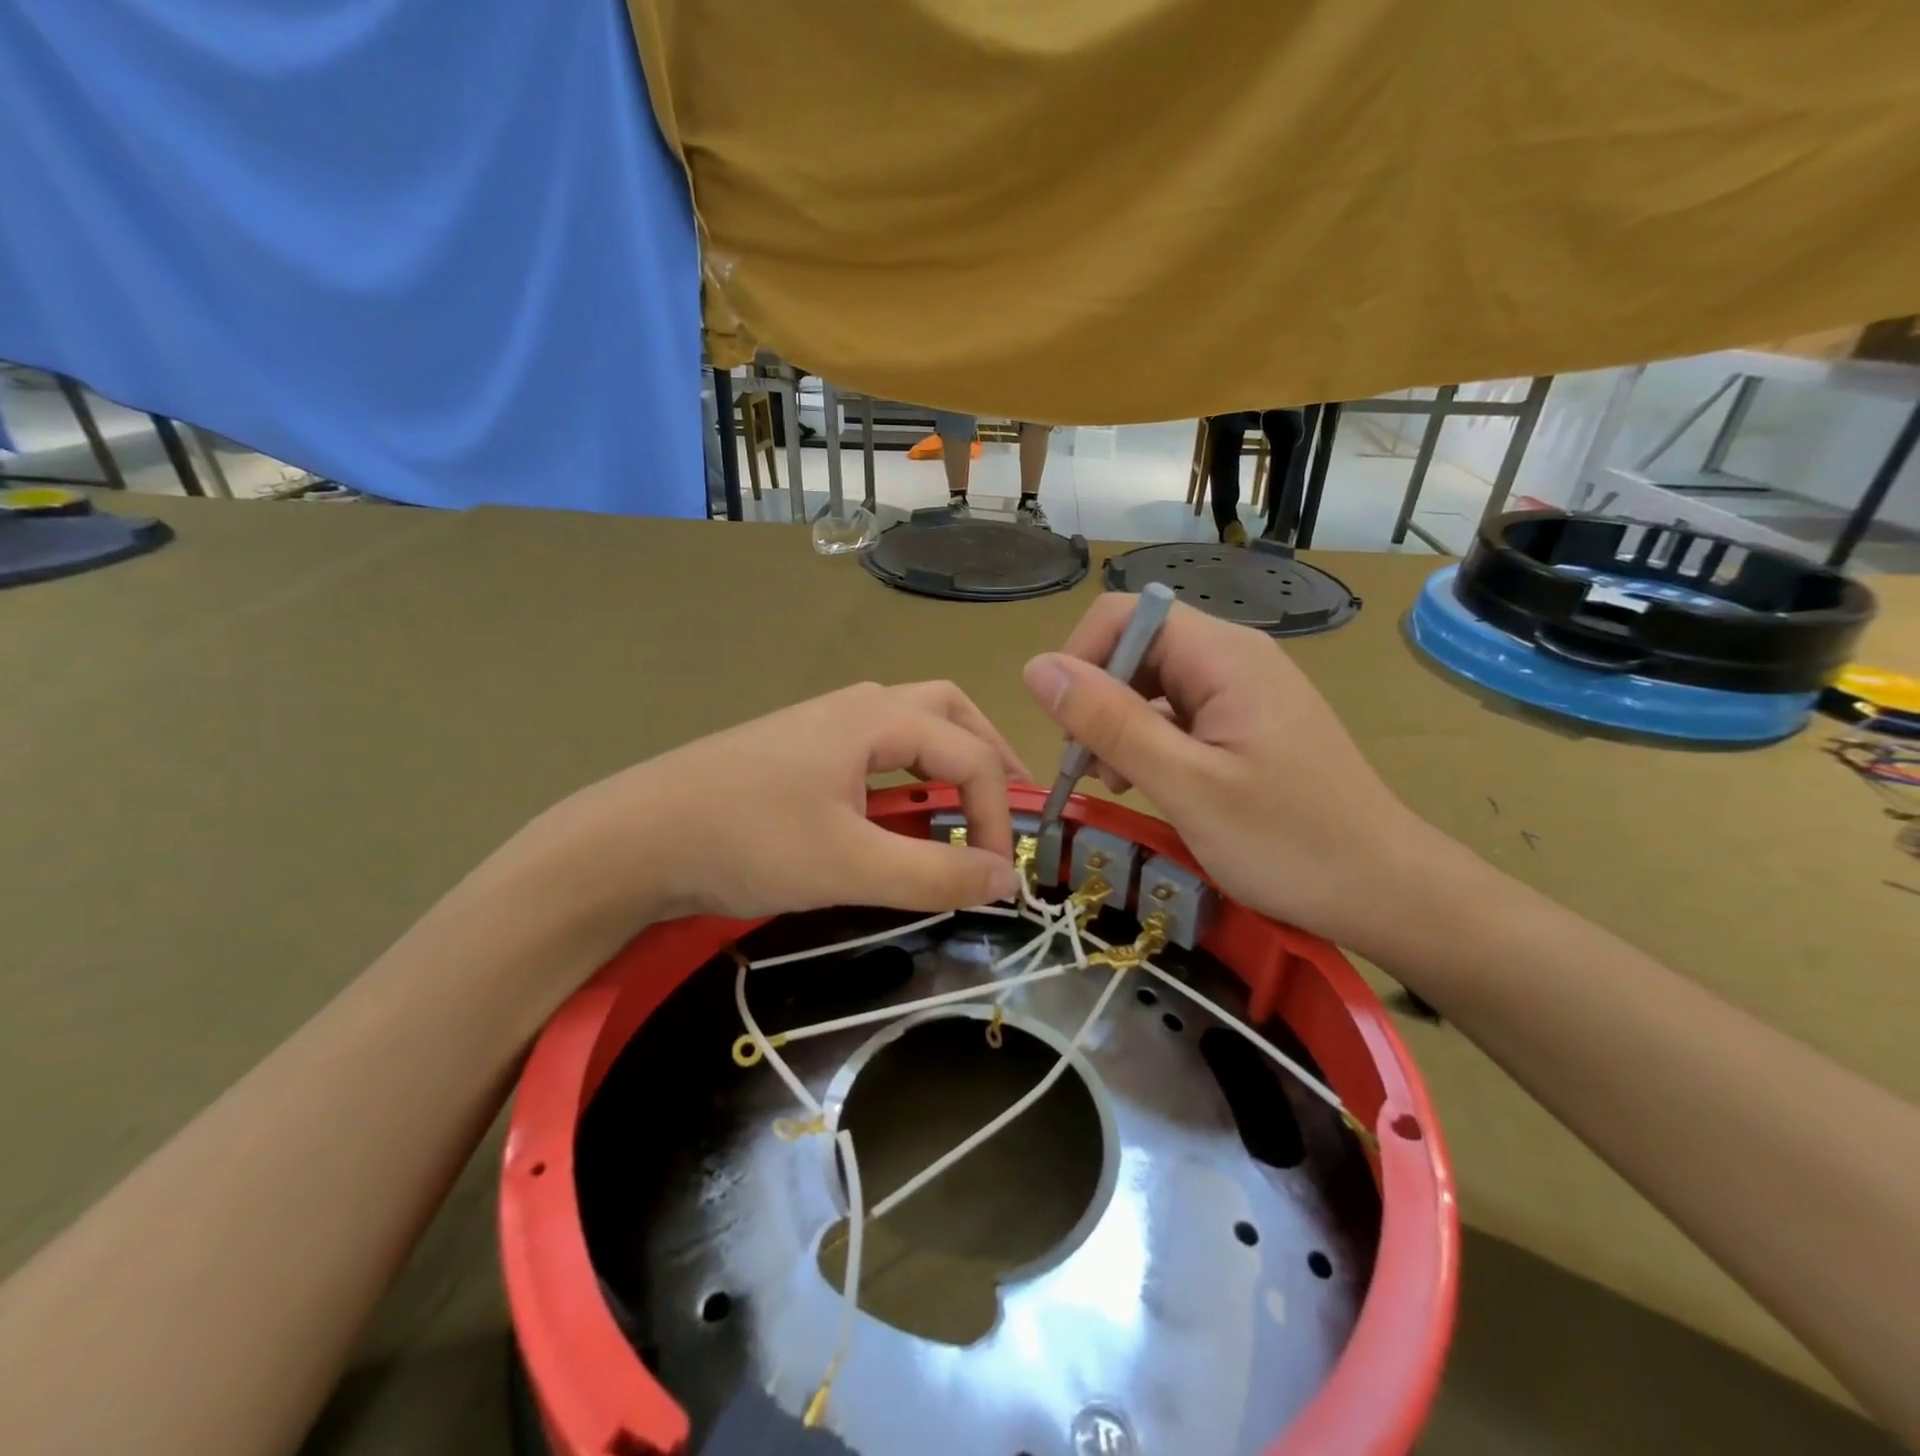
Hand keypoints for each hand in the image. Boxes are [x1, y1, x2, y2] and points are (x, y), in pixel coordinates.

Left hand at [507, 681, 1029, 930]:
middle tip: (1010, 802)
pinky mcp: (799, 750)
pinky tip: (900, 809)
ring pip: (910, 723)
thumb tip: (1004, 878)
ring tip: (969, 802)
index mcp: (875, 718)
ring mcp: (822, 724)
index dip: (999, 812)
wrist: (633, 839)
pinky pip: (876, 747)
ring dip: (950, 757)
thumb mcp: (849, 865)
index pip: (969, 755)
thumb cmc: (746, 841)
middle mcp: (856, 706)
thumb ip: (933, 872)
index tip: (998, 874)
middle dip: (988, 753)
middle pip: (948, 710)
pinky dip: (910, 771)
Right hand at [1022, 596, 1436, 950]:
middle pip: (1137, 647)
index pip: (1125, 615)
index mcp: (1224, 655)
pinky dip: (1150, 741)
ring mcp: (1243, 691)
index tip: (1068, 727)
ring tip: (1121, 783)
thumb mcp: (1185, 785)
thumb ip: (1109, 722)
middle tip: (1093, 769)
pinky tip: (1151, 784)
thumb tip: (1036, 668)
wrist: (1386, 891)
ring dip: (1120, 725)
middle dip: (1099, 700)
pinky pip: (1179, 712)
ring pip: (1153, 683)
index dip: (1082, 658)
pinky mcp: (1247, 723)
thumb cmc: (1289, 842)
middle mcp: (1234, 657)